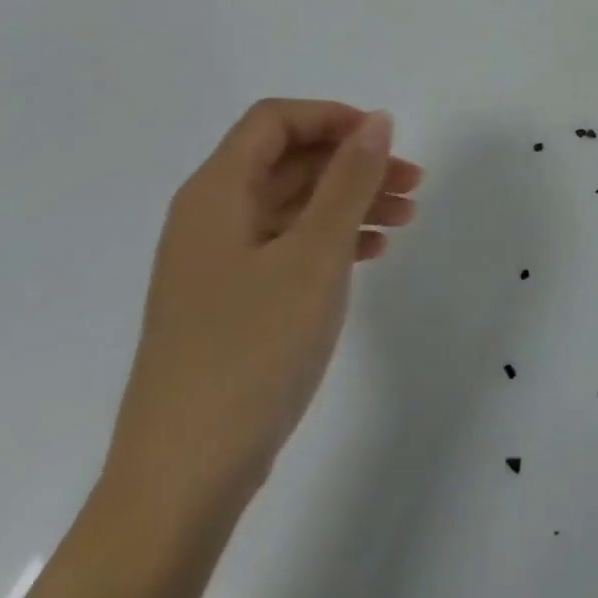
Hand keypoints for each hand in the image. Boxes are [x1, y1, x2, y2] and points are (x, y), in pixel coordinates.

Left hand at [105, 102, 421, 514]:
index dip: (332, 118)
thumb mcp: (315, 253)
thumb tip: (376, 120)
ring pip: (294, 204)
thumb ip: (349, 179)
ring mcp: (218, 263)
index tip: (383, 141)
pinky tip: (372, 253)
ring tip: (406, 218)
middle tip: (413, 183)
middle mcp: (211, 218)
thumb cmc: (252, 348)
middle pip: (289, 161)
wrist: (183, 479)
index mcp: (217, 194)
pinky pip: (288, 245)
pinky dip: (332, 238)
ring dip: (351, 201)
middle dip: (354, 163)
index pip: (274, 121)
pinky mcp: (230, 302)